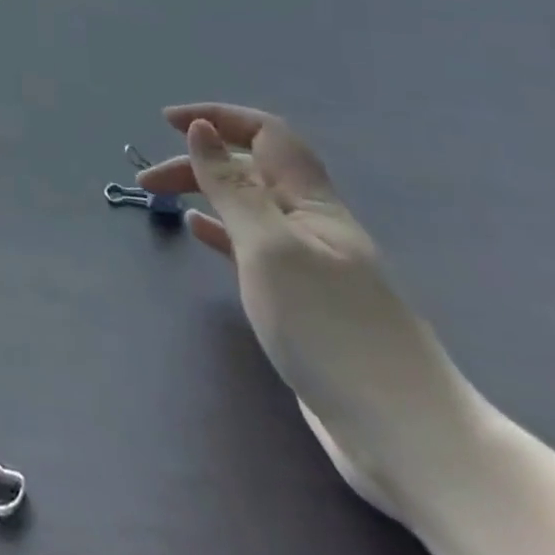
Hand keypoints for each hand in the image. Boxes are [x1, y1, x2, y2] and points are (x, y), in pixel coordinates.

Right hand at [138, 103, 480, 517]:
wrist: (407, 437)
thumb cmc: (331, 328)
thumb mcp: (269, 248)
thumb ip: (231, 188)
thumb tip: (201, 130)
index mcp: (311, 202)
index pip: (266, 135)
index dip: (219, 117)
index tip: (166, 122)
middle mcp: (311, 224)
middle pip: (251, 170)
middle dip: (198, 162)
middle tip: (147, 181)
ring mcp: (309, 264)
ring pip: (248, 208)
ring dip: (205, 193)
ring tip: (162, 199)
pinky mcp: (302, 301)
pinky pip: (252, 246)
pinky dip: (220, 230)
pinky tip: (198, 232)